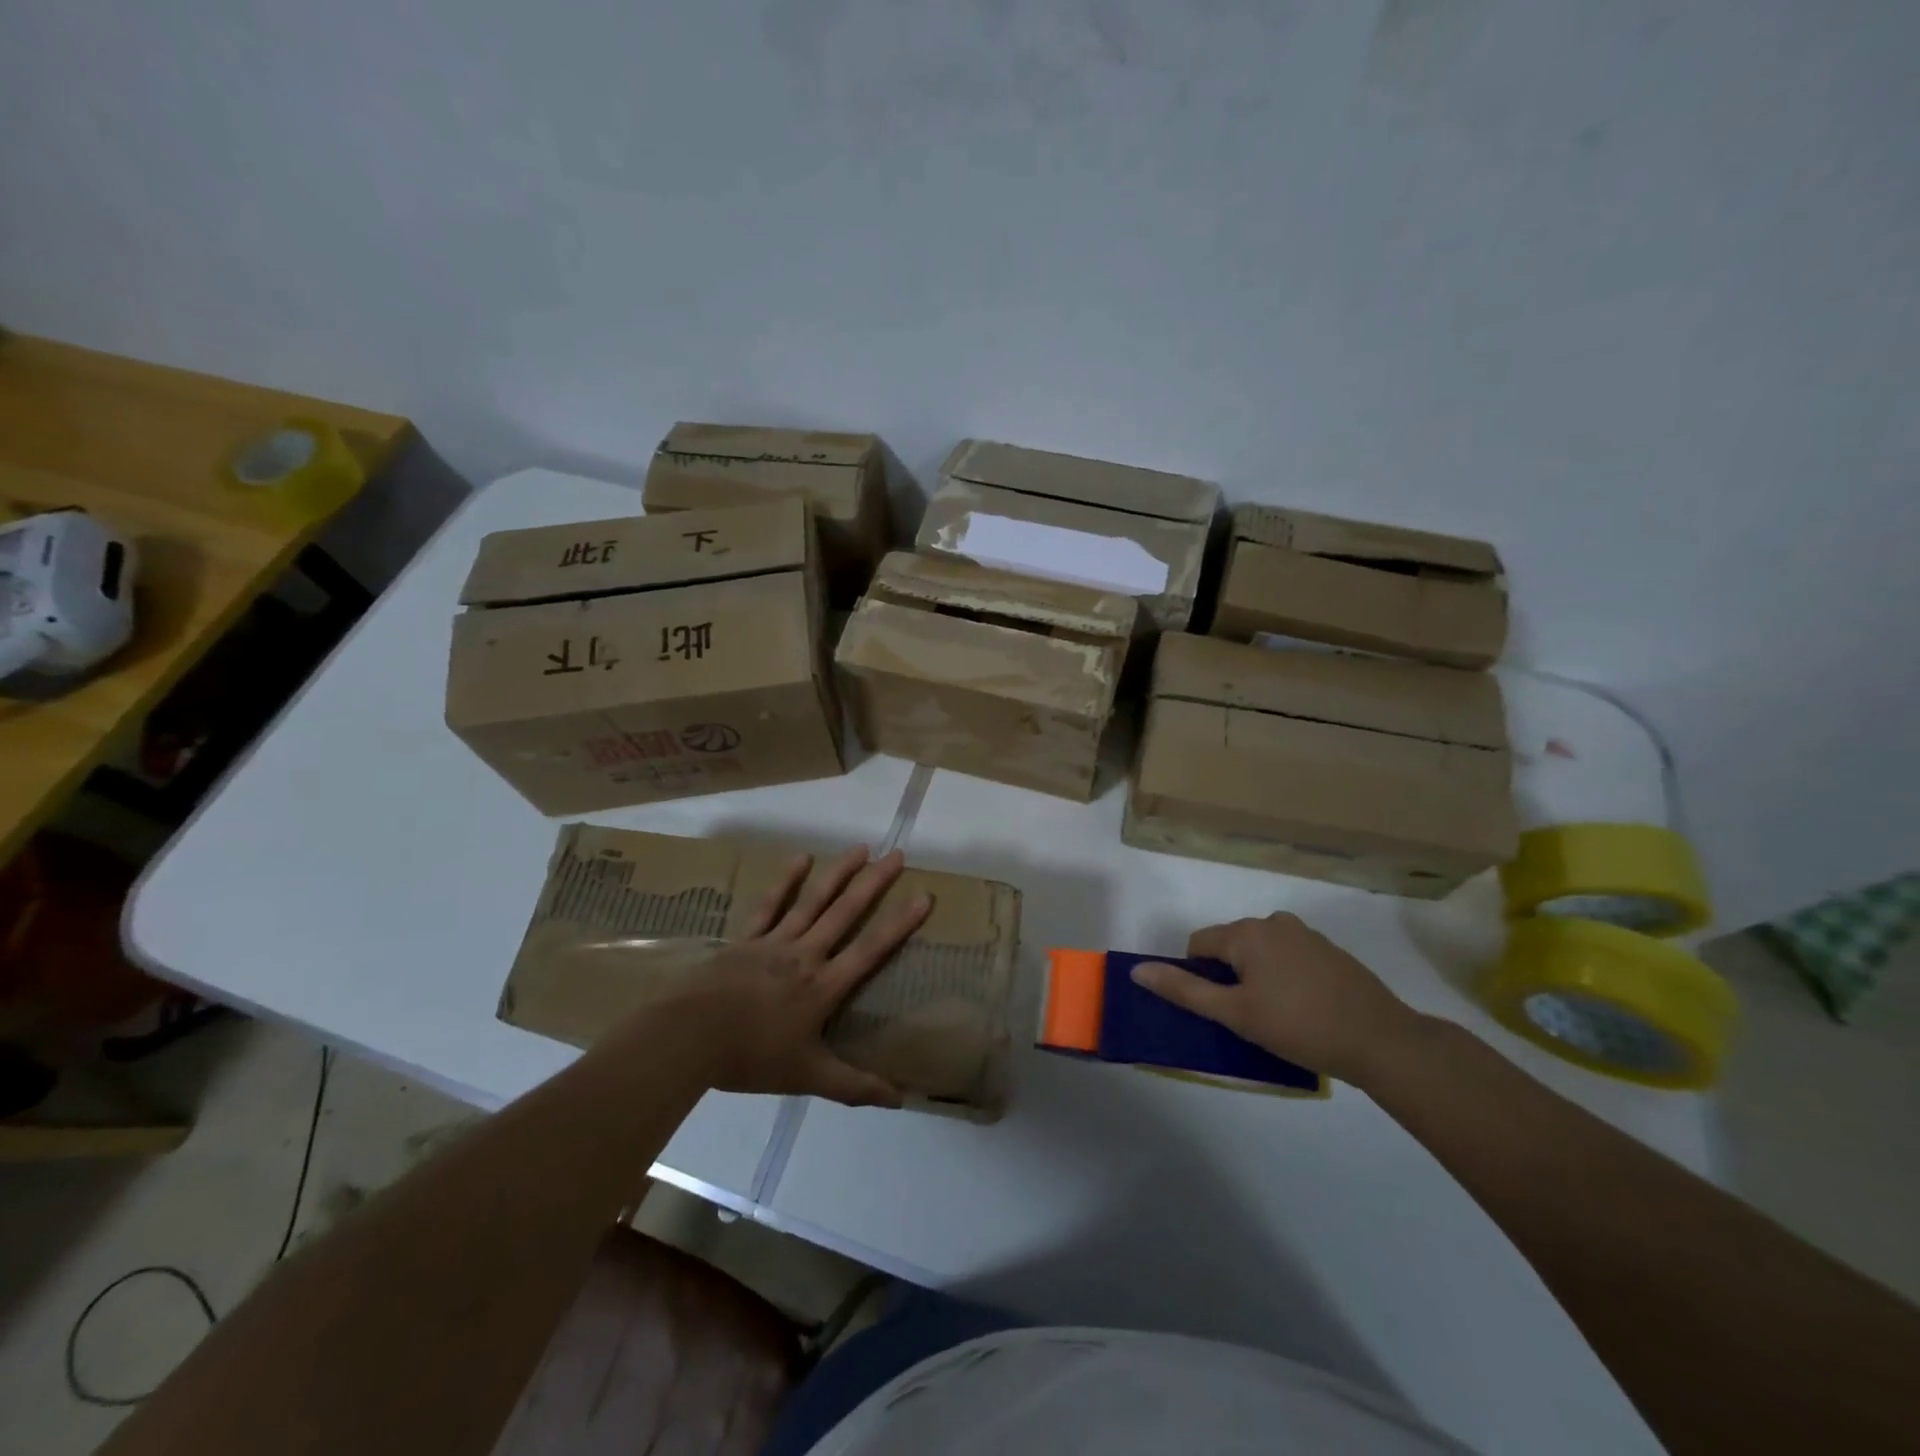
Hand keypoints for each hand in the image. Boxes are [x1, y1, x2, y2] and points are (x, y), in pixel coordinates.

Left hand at [647, 846, 930, 1107]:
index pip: (870, 949)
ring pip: (813, 901)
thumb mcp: (807, 1076)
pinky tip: (801, 858)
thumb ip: (853, 1086)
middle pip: (845, 912)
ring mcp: (774, 942)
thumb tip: (898, 1098)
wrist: (688, 1038)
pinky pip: (770, 904)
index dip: (899, 923)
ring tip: (861, 848)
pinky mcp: (746, 938)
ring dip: (839, 872)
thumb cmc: (750, 1057)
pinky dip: (786, 881)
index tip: (923, 895)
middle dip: (874, 883)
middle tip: (897, 854)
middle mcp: (805, 955)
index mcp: (823, 986)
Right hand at [1131, 913, 1423, 1084]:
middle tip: (1249, 1017)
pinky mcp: (1330, 951)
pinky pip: (1289, 957)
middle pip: (1231, 945)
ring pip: (1261, 951)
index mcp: (1247, 932)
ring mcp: (1306, 934)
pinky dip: (1285, 977)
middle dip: (1230, 976)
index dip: (1199, 976)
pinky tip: (1304, 1009)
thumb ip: (1184, 989)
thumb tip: (1137, 970)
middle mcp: (1274, 922)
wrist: (1382, 1041)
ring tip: (1278, 1016)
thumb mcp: (1235, 1013)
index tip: (1220, 1009)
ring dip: (1257, 976)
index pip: (1199, 943)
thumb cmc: (1299, 1026)